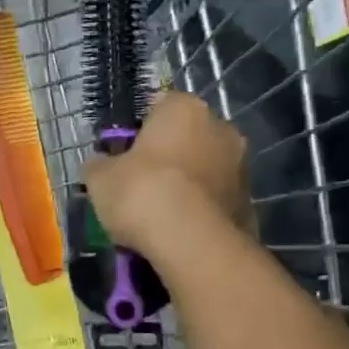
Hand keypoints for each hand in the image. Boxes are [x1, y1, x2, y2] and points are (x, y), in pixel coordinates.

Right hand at [83, 91, 250, 258]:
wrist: (192, 243)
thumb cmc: (142, 193)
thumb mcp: (99, 178)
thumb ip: (99, 164)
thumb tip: (100, 163)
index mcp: (184, 108)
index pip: (159, 106)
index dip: (139, 130)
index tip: (124, 155)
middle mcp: (221, 127)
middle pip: (187, 136)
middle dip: (168, 156)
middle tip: (141, 185)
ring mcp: (241, 165)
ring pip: (205, 169)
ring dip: (187, 184)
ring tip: (161, 214)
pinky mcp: (250, 202)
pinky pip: (216, 199)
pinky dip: (201, 210)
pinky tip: (181, 231)